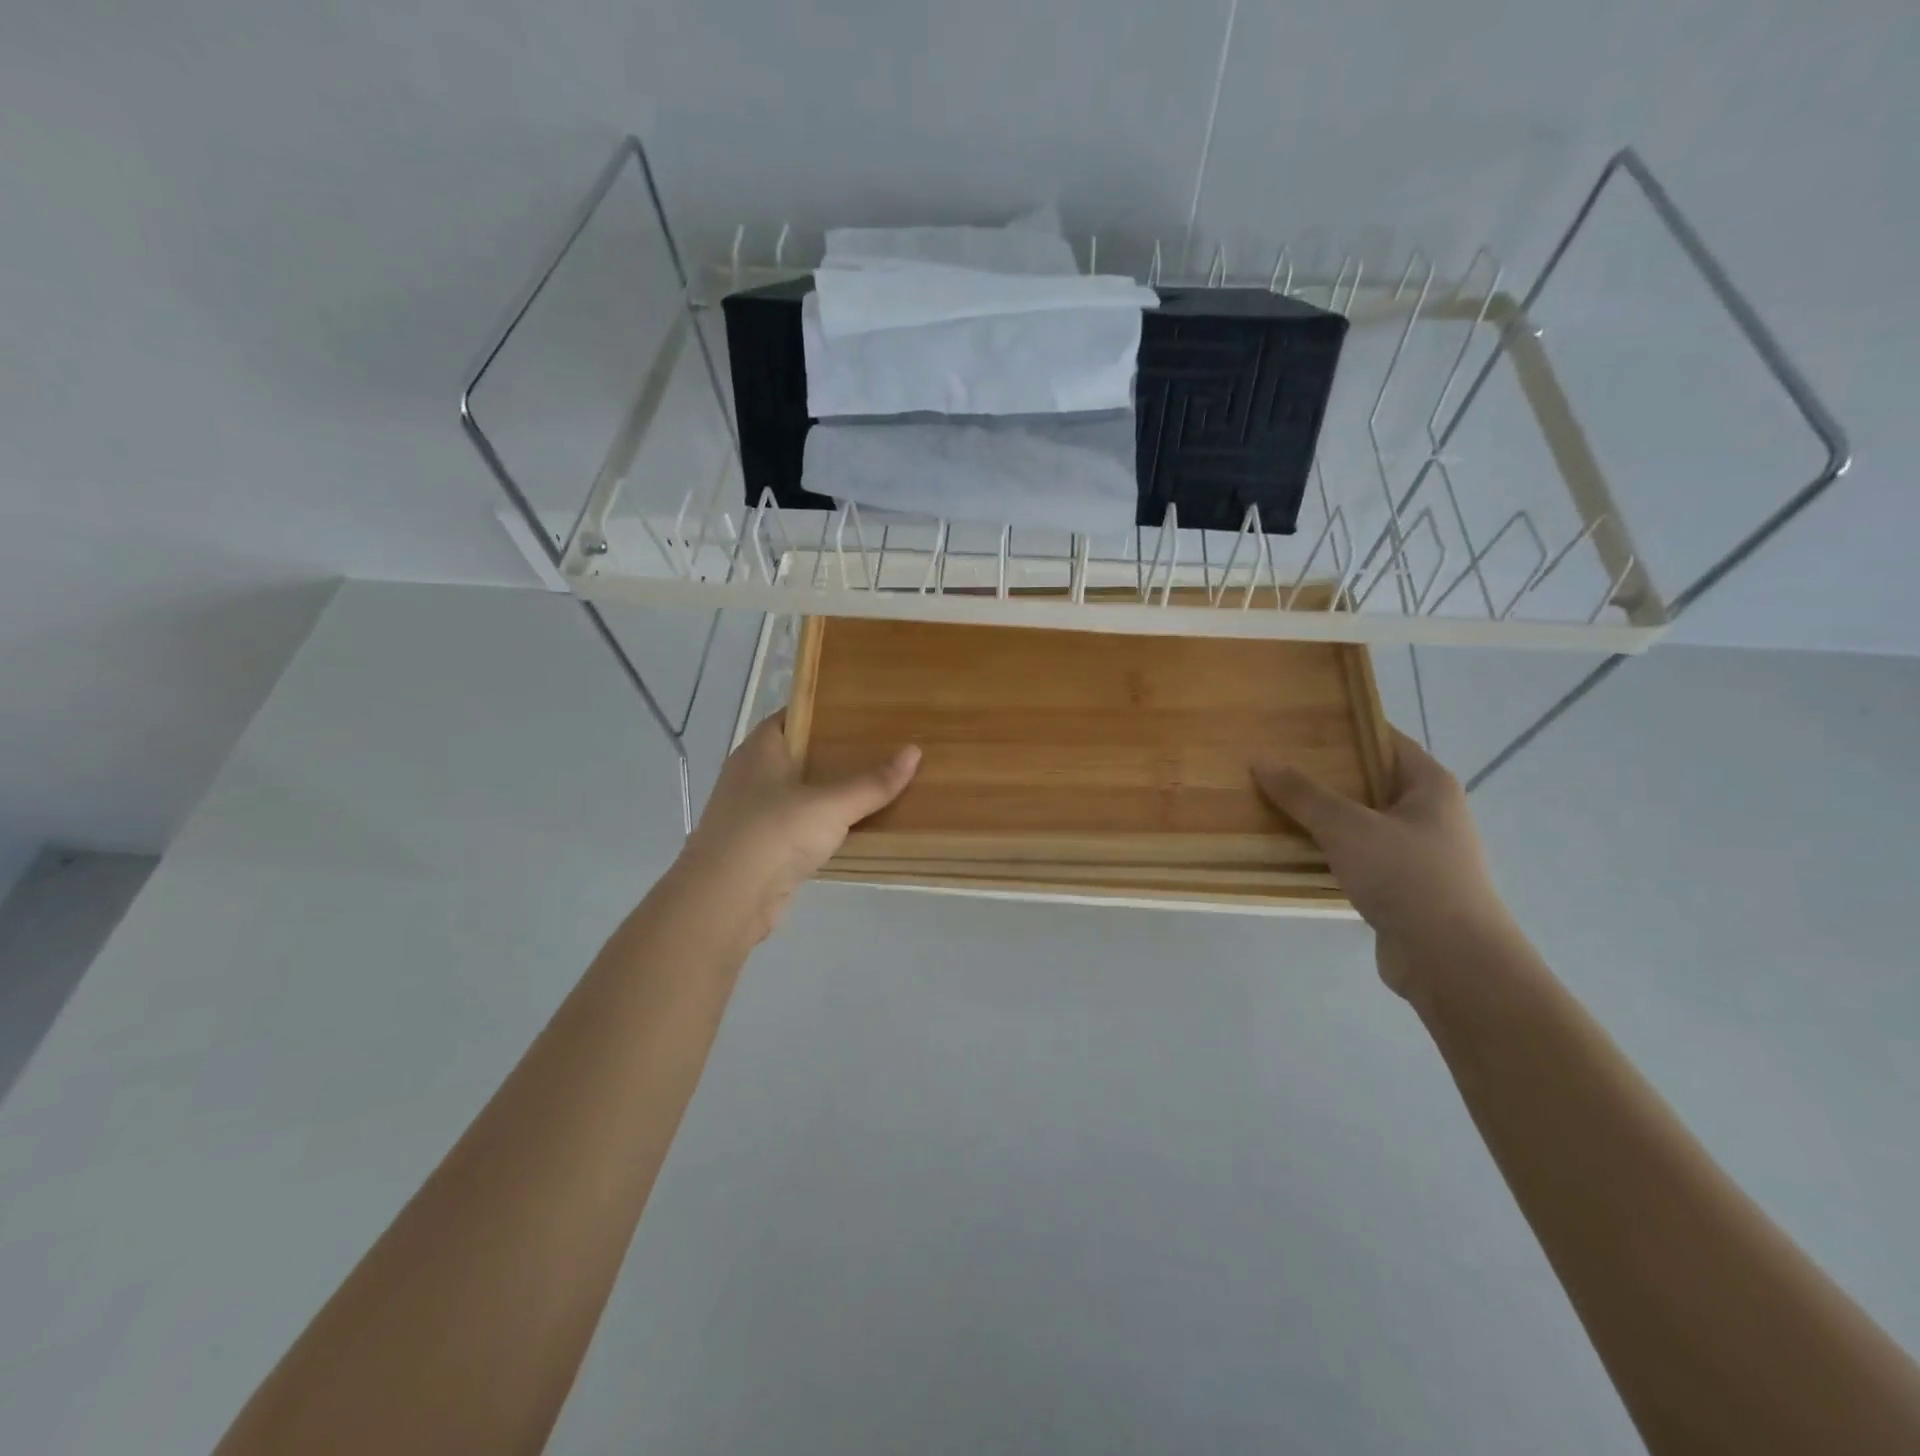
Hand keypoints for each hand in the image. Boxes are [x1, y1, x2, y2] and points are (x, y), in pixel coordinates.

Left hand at [677, 714, 919, 944]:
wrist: (727, 899)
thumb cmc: (774, 833)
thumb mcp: (832, 805)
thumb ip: (873, 783)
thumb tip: (914, 752)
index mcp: (760, 751)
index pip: (791, 717)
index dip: (823, 712)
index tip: (861, 713)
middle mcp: (750, 776)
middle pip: (796, 756)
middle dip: (832, 754)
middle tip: (877, 749)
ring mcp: (751, 814)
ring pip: (796, 794)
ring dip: (826, 794)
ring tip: (871, 787)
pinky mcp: (758, 849)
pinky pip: (795, 827)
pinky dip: (819, 827)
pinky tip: (849, 830)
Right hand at [1255, 727, 1518, 998]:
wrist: (1450, 960)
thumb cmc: (1406, 876)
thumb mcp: (1346, 827)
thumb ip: (1303, 794)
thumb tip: (1261, 761)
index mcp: (1430, 785)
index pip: (1384, 740)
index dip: (1345, 730)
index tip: (1299, 727)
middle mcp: (1431, 813)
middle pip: (1370, 781)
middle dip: (1325, 775)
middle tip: (1276, 765)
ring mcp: (1420, 852)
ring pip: (1363, 822)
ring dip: (1325, 817)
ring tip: (1276, 805)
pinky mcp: (1406, 887)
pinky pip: (1361, 856)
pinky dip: (1332, 851)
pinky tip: (1297, 852)